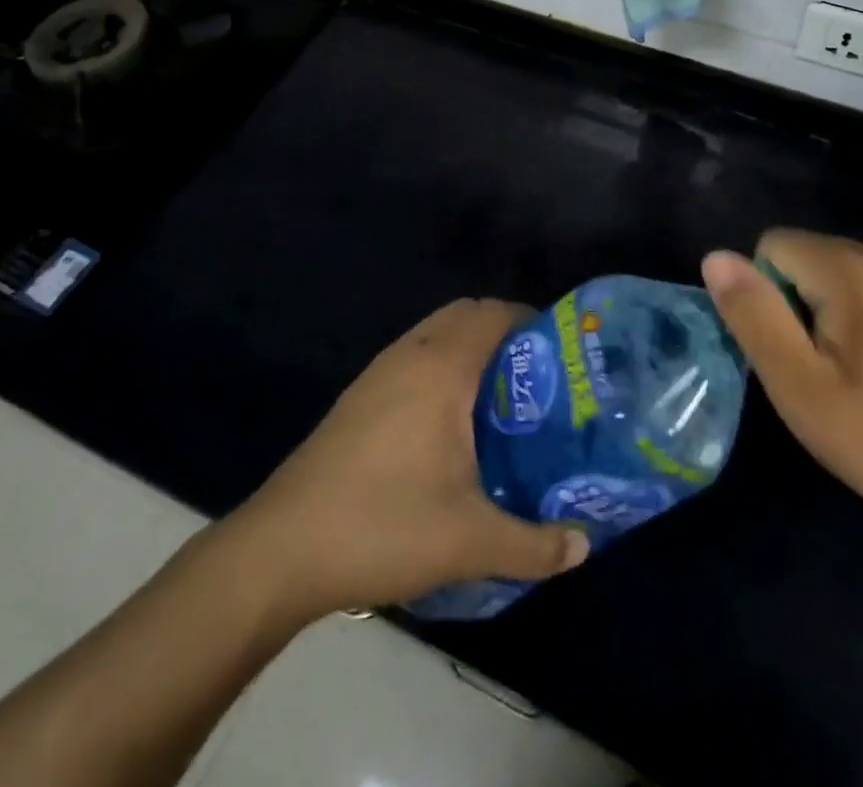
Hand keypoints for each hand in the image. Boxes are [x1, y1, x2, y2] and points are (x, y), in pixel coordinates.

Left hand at [211, 298, 589, 622]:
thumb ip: (534, 544)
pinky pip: (414, 358)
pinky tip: (449, 427)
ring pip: (436, 334)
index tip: (561, 358)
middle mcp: (410, 353)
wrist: (280, 550)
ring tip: (500, 403)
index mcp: (442, 366)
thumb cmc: (382, 525)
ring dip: (470, 351)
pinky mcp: (358, 397)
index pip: (496, 314)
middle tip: (535, 381)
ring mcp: (378, 373)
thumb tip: (582, 547)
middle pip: (467, 314)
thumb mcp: (470, 542)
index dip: (533, 323)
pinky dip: (441, 368)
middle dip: (505, 334)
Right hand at [701, 230, 862, 535]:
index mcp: (856, 270)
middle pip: (803, 255)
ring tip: (846, 373)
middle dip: (793, 303)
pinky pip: (861, 283)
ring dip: (820, 311)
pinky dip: (850, 314)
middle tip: (818, 371)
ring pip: (829, 270)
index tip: (793, 353)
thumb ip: (755, 317)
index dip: (766, 298)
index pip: (771, 247)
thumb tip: (715, 258)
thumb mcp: (801, 388)